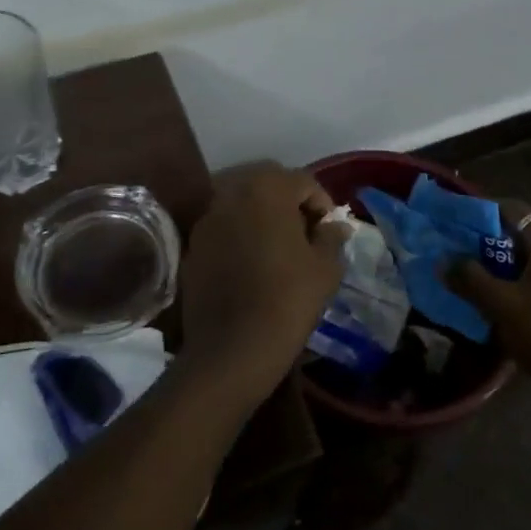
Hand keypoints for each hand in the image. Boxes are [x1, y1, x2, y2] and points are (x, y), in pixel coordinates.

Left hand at [178, 163, 349, 407]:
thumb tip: (336, 226)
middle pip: (269, 184)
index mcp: (268, 189)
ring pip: (242, 203)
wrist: (232, 348)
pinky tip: (251, 262)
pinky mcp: (194, 243)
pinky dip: (240, 234)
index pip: (303, 181)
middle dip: (290, 201)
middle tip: (305, 233)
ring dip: (262, 215)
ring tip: (278, 247)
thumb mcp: (325, 268)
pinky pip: (224, 226)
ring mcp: (208, 217)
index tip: (329, 231)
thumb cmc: (288, 300)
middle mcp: (233, 192)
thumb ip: (331, 238)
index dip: (322, 203)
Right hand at [448, 204, 530, 414]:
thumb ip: (470, 279)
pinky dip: (521, 291)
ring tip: (476, 285)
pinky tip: (503, 313)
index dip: (487, 210)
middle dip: (491, 245)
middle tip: (461, 256)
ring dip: (504, 271)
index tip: (460, 221)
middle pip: (524, 239)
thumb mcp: (501, 306)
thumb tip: (444, 262)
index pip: (517, 210)